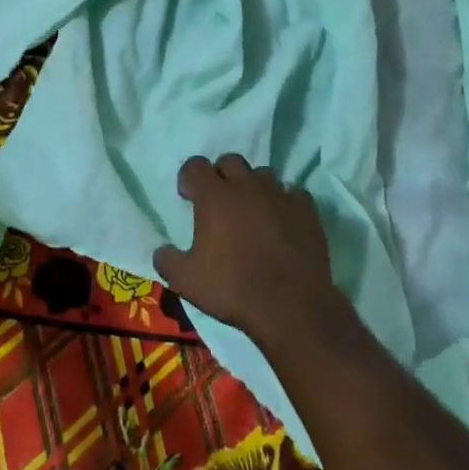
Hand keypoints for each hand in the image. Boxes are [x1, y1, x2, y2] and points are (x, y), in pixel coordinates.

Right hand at [153, 154, 343, 348]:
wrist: (291, 308)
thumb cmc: (233, 289)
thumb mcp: (185, 280)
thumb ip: (167, 259)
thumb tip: (162, 251)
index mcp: (214, 196)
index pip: (195, 165)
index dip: (189, 178)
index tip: (188, 197)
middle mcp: (246, 186)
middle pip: (230, 161)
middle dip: (221, 175)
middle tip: (220, 201)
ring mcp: (279, 195)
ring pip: (263, 174)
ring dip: (253, 186)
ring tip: (252, 210)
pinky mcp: (307, 211)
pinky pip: (294, 193)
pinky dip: (285, 201)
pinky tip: (282, 220)